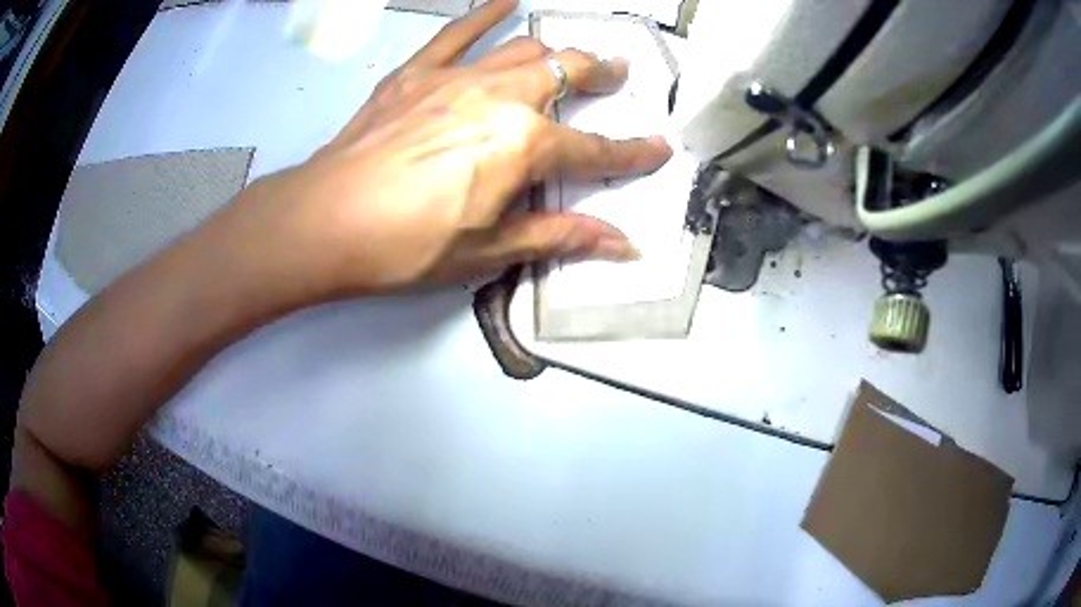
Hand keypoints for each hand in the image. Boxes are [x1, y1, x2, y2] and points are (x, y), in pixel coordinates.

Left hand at [223, 0, 670, 301]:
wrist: (326, 222)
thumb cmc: (406, 244)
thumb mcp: (489, 250)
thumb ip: (560, 236)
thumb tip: (621, 245)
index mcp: (523, 145)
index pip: (595, 150)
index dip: (632, 154)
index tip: (659, 149)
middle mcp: (499, 97)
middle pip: (566, 73)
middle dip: (600, 74)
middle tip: (617, 74)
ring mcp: (456, 78)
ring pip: (522, 50)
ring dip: (555, 52)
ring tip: (573, 55)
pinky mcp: (416, 75)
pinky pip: (456, 34)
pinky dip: (484, 15)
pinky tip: (505, 0)